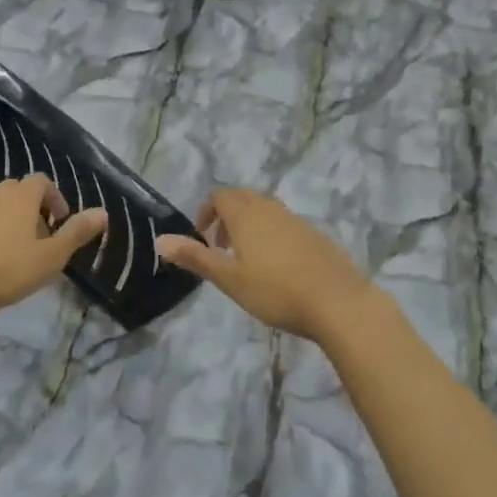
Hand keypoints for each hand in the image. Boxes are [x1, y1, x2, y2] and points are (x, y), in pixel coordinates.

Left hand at [0, 176, 106, 322]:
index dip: (55, 198)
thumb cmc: (7, 270)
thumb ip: (77, 233)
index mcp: (20, 197)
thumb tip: (102, 212)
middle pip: (16, 192)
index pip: (42, 181)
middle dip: (31, 209)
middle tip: (38, 239)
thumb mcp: (51, 257)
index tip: (60, 223)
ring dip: (5, 222)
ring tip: (11, 253)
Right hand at [155, 188, 382, 342]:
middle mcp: (271, 208)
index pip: (220, 195)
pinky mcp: (316, 235)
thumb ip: (195, 257)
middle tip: (221, 248)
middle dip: (227, 216)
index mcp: (246, 214)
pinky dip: (272, 235)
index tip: (203, 238)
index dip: (207, 212)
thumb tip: (160, 240)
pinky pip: (285, 224)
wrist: (337, 301)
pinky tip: (278, 268)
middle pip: (243, 198)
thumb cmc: (275, 290)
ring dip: (250, 226)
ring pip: (266, 210)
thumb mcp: (229, 278)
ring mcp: (297, 220)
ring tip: (247, 260)